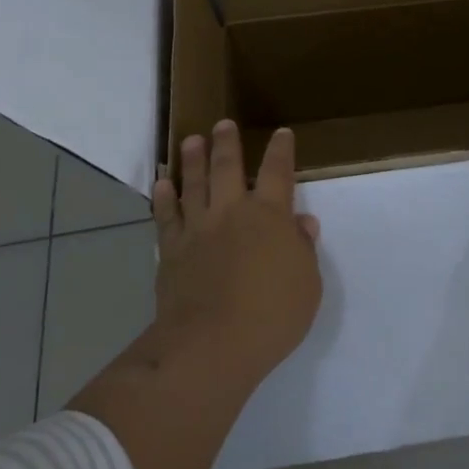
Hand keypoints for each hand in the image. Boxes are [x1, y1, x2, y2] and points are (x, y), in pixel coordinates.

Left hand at [152, 119, 322, 383]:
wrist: (211, 344)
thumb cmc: (271, 316)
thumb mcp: (307, 285)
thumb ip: (303, 249)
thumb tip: (301, 222)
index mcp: (269, 216)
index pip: (277, 172)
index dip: (281, 151)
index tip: (281, 134)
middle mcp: (231, 212)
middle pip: (227, 167)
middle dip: (226, 143)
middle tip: (222, 124)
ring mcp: (198, 229)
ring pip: (194, 184)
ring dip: (192, 160)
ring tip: (190, 141)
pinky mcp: (172, 250)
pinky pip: (166, 217)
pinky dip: (163, 199)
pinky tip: (162, 185)